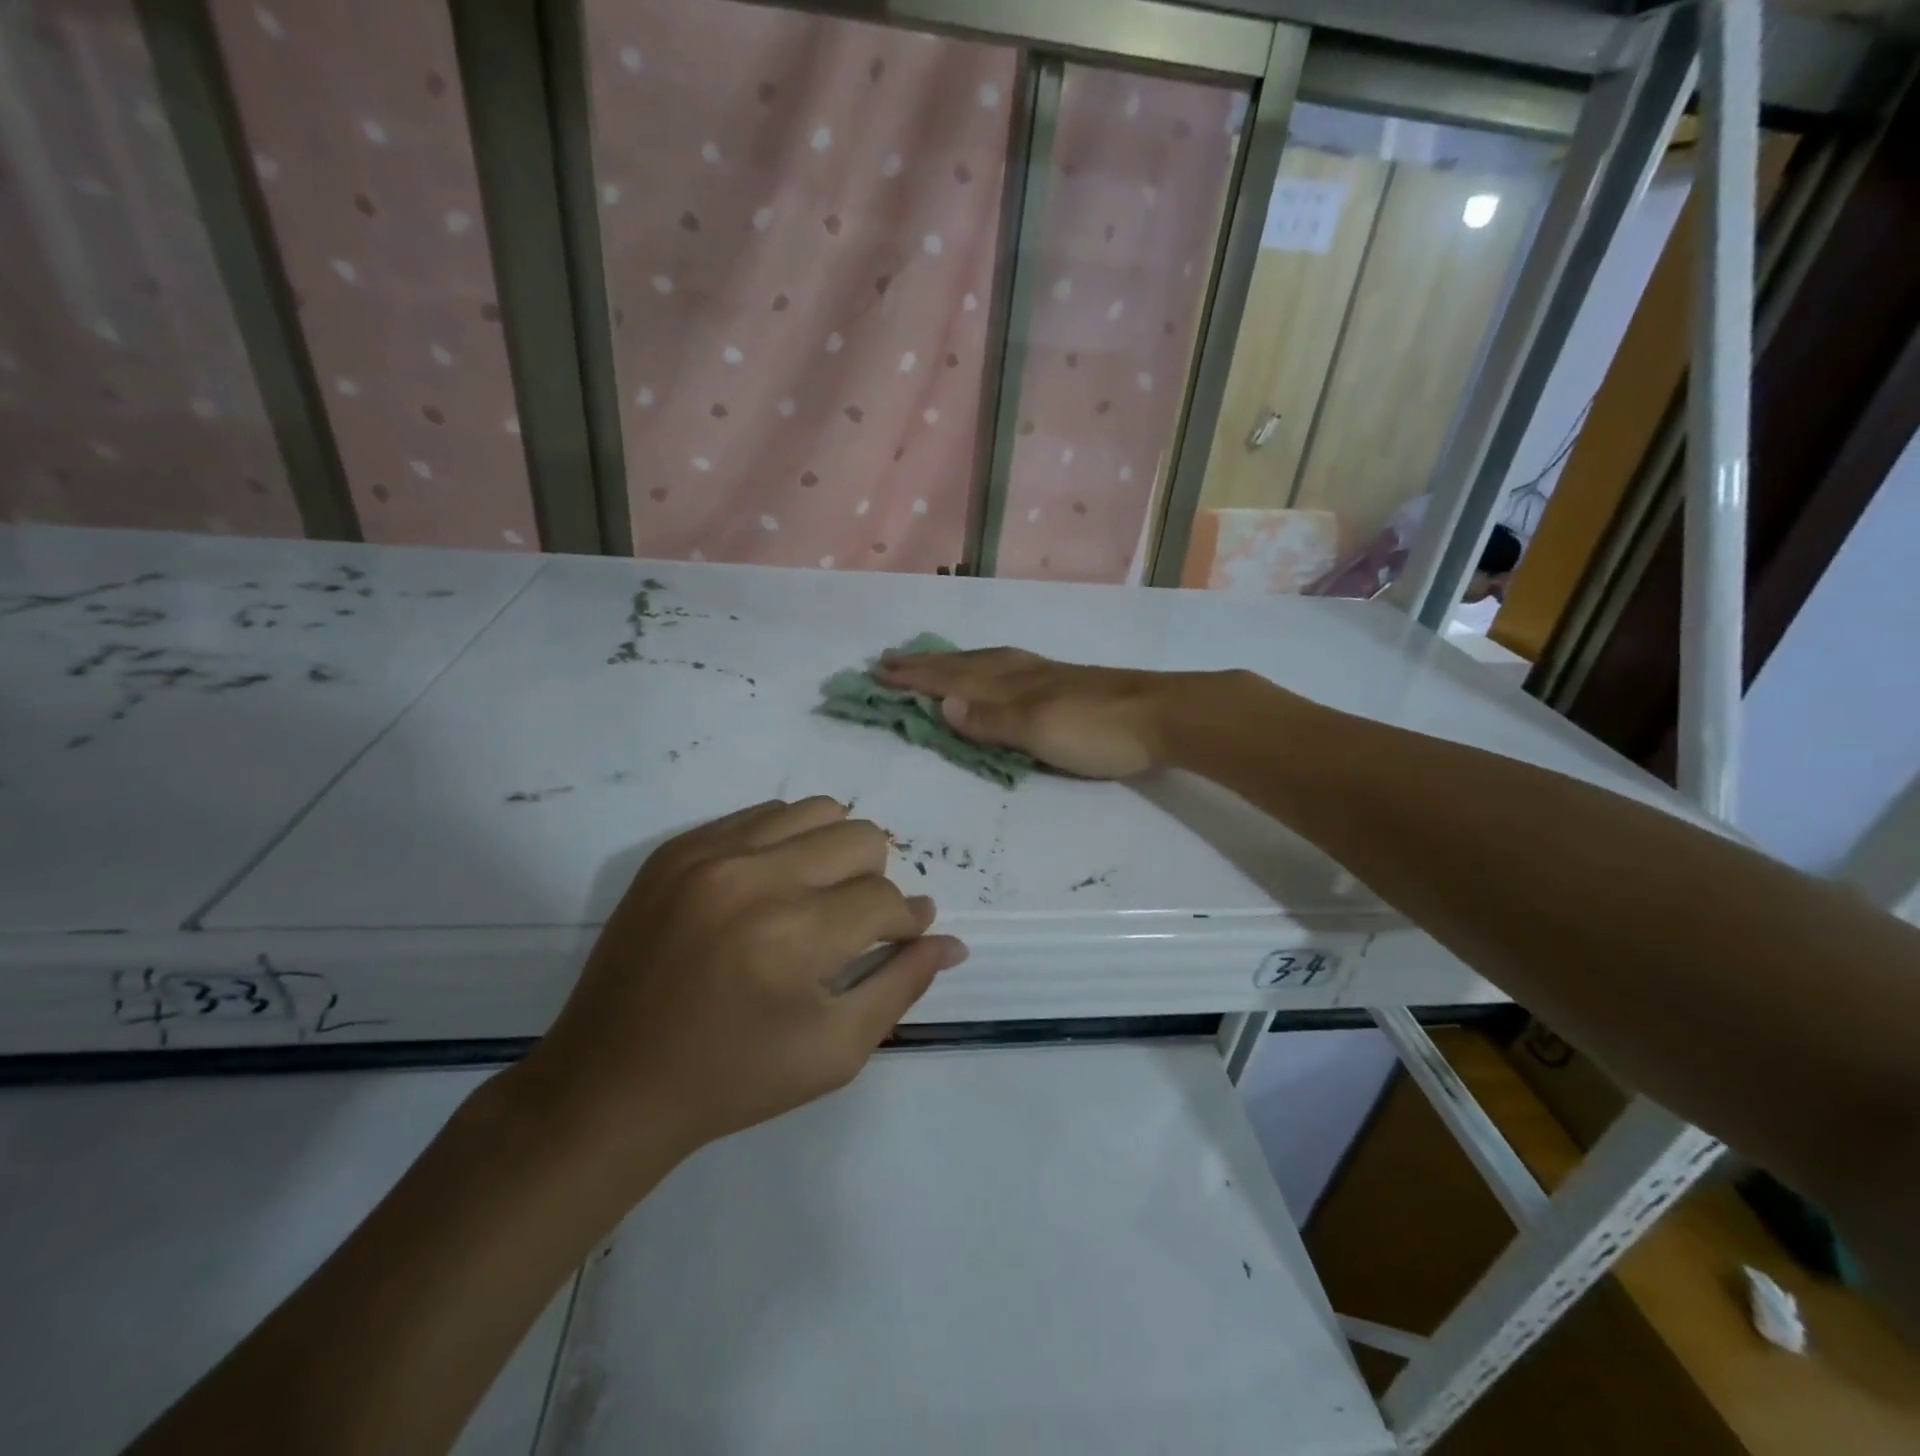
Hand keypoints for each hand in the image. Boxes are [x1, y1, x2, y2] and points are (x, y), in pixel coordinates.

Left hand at [515, 798, 966, 1175]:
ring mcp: (707, 853)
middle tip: (851, 926)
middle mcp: (753, 877)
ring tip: (814, 899)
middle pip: (860, 837)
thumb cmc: (734, 1079)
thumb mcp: (835, 1050)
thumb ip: (902, 986)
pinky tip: (770, 889)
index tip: (898, 940)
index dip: (903, 924)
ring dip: (833, 852)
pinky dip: (784, 844)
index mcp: (794, 936)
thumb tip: (950, 940)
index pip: (886, 898)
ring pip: (815, 811)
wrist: (611, 1083)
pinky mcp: (675, 848)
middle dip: (874, 881)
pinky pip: (760, 815)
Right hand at [873, 646, 1190, 778]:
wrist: (1164, 715)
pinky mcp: (1064, 683)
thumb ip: (992, 720)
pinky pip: (1008, 667)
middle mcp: (1021, 673)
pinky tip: (994, 670)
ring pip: (986, 662)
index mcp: (1010, 685)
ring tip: (932, 660)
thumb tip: (941, 706)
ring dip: (953, 662)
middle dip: (926, 665)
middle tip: (891, 660)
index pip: (951, 680)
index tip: (878, 672)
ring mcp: (1044, 675)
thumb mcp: (1039, 731)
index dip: (915, 678)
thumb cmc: (1098, 730)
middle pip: (964, 665)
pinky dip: (984, 666)